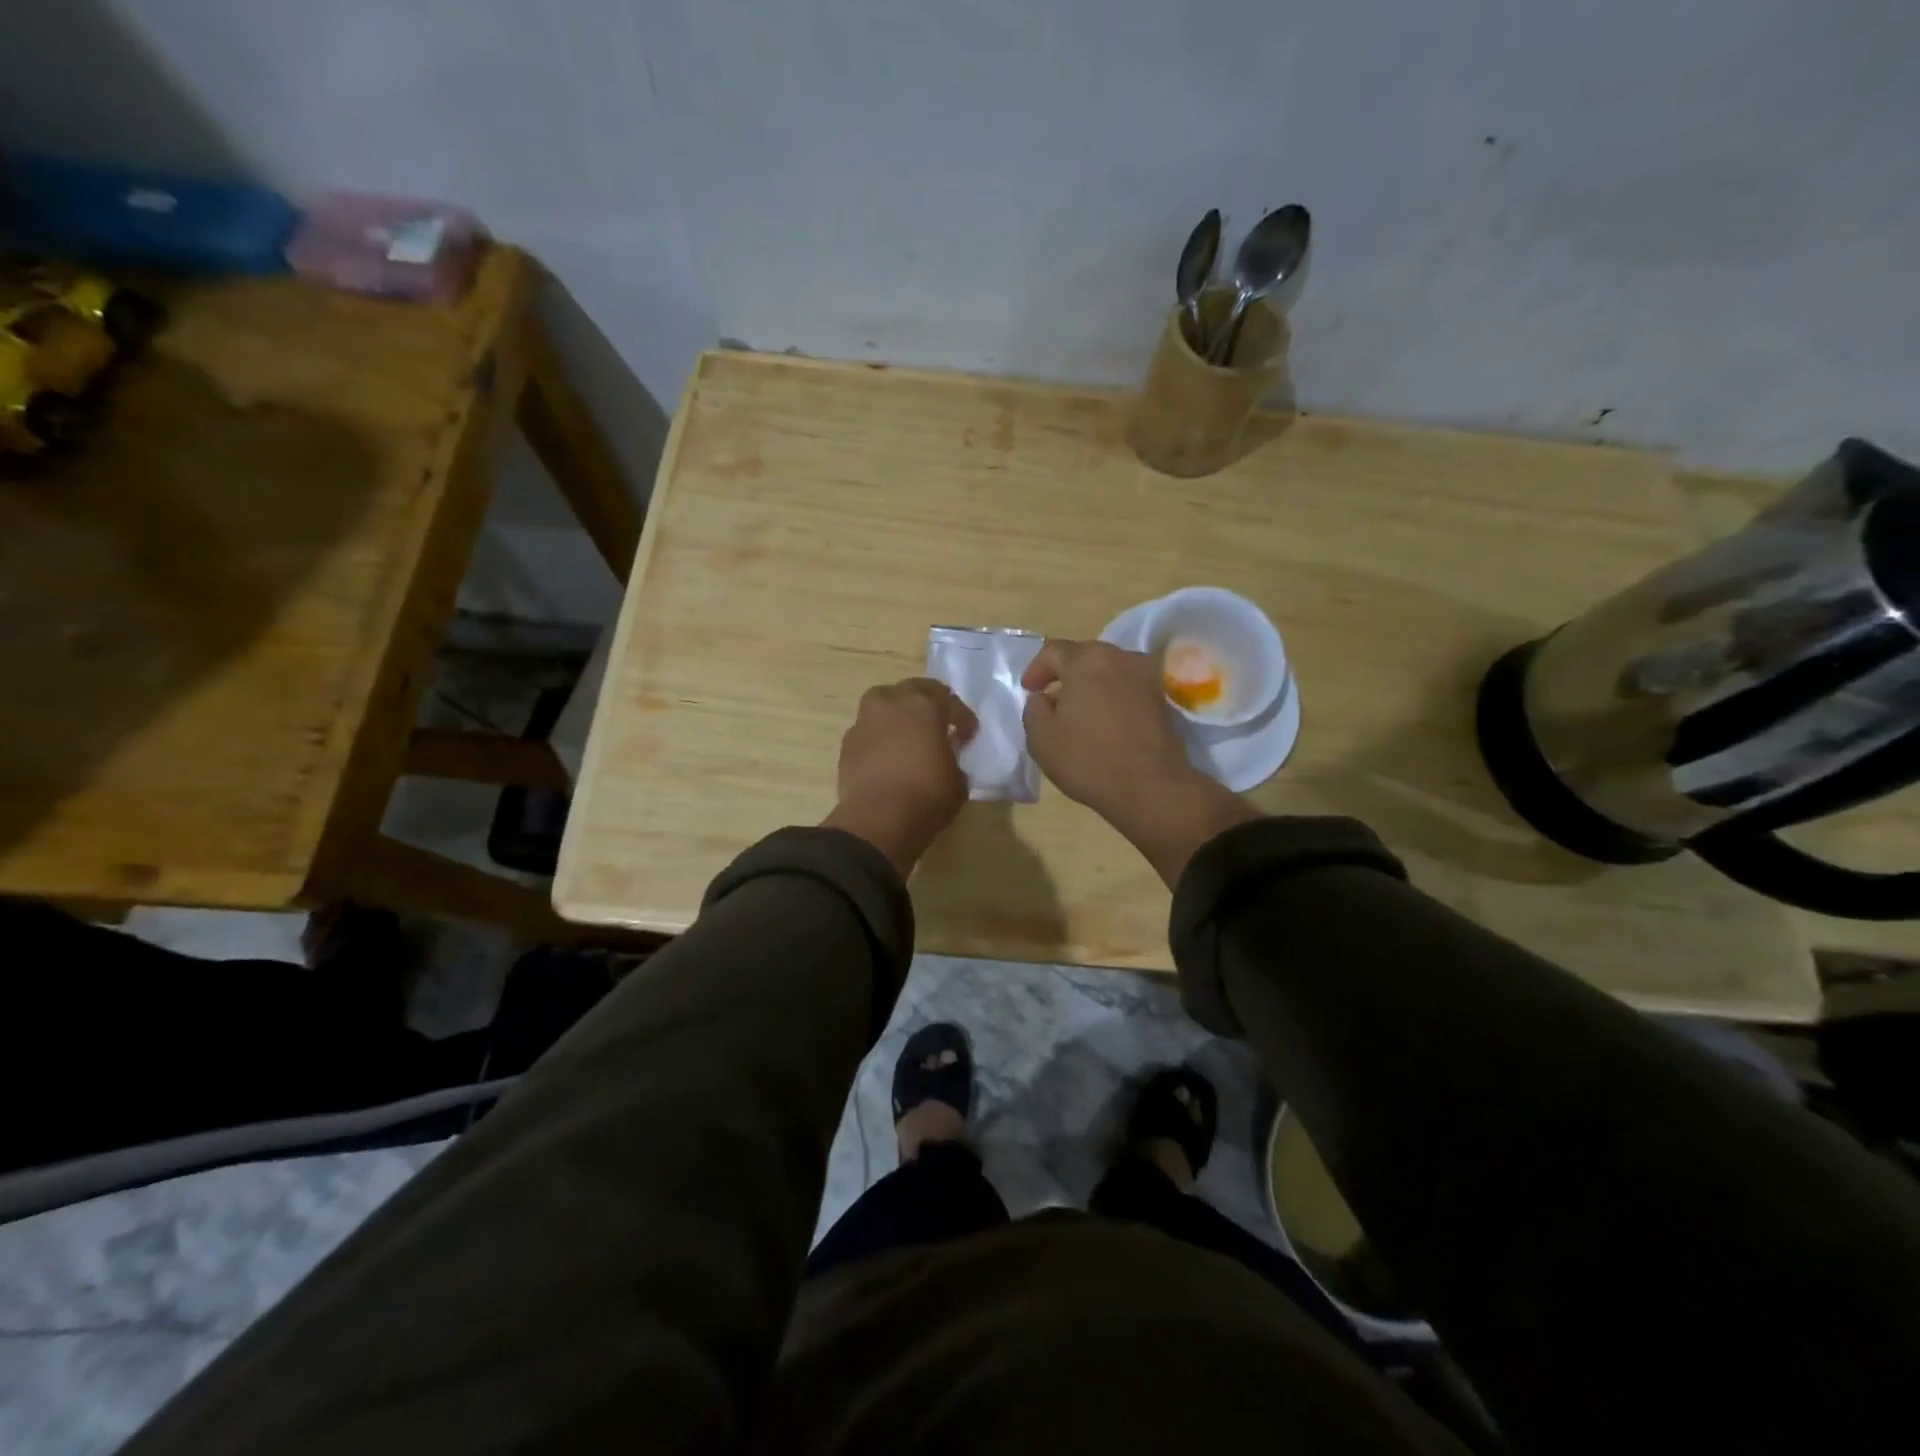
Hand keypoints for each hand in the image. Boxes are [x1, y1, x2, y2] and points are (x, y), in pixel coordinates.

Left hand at [823, 678, 977, 873]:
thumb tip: (945, 759)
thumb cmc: (927, 796)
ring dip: (897, 714)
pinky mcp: (847, 744)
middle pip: (911, 689)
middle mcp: (891, 705)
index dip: (962, 717)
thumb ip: (953, 761)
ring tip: (907, 735)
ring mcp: (864, 722)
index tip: (968, 734)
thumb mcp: (958, 782)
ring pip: (882, 704)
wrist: (877, 820)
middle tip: (937, 722)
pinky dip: (879, 737)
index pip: (948, 700)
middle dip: (927, 702)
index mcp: (924, 706)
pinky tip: (887, 757)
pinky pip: (868, 731)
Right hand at [1021, 639, 1259, 885]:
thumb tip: (1044, 699)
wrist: (1150, 787)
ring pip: (1109, 672)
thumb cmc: (1088, 759)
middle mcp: (1120, 657)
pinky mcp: (1163, 699)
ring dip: (1091, 686)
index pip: (1053, 651)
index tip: (1029, 690)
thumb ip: (1034, 709)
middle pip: (1084, 657)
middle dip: (1065, 675)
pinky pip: (1128, 689)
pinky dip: (1112, 698)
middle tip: (1052, 699)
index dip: (1036, 669)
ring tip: (1079, 713)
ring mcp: (1147, 676)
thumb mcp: (1041, 738)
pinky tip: (1104, 723)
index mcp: (1086, 659)